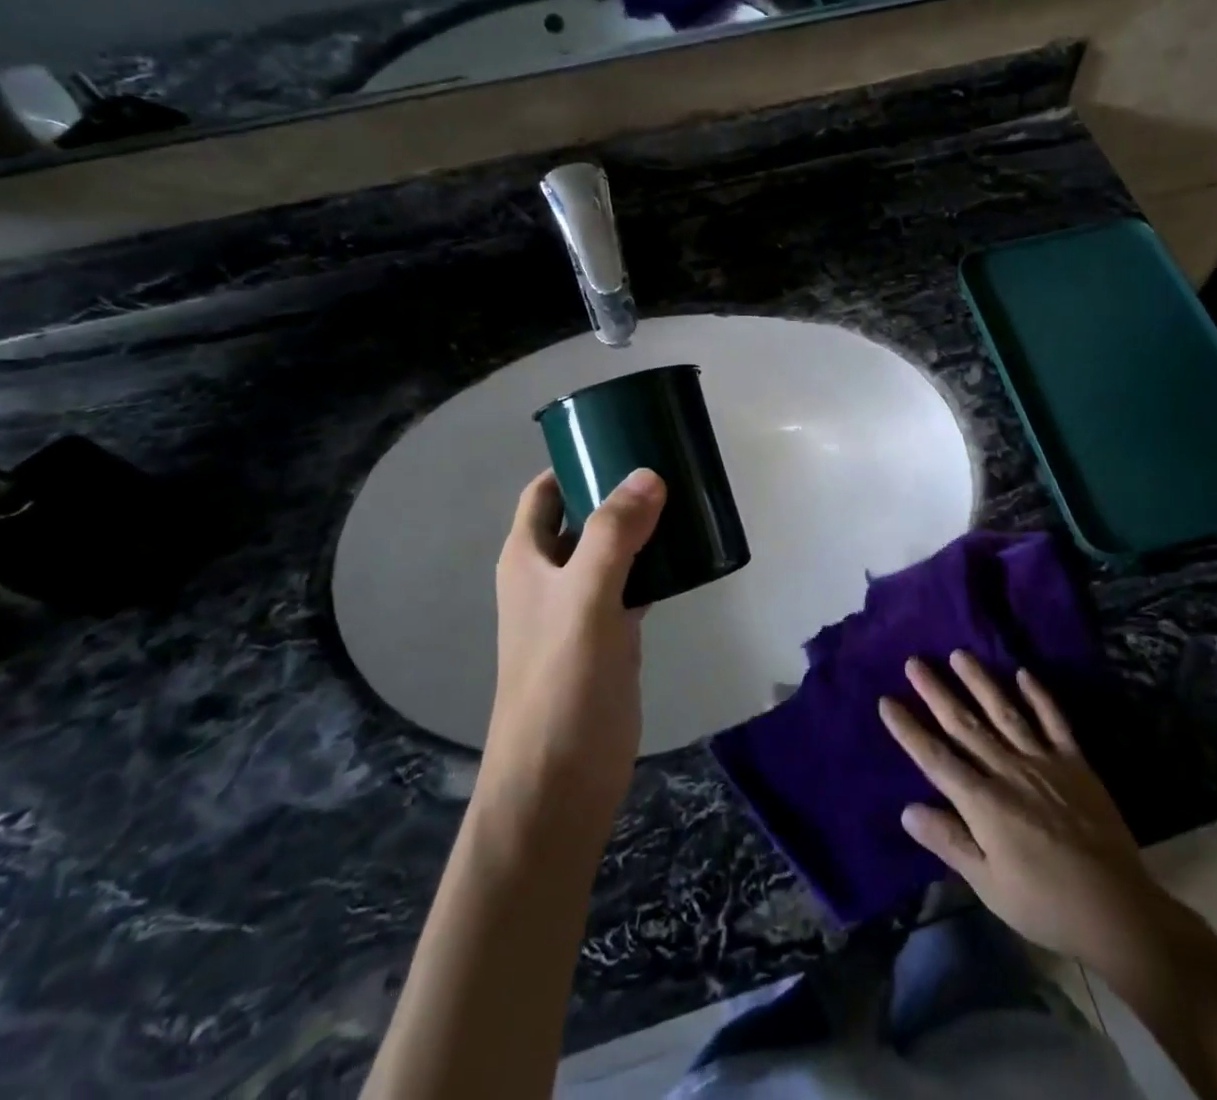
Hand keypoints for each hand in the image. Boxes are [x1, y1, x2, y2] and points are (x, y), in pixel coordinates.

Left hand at [481, 469, 664, 830]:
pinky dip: (656, 565)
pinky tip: (689, 555)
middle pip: (583, 515)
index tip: (621, 439)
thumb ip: (615, 534)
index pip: (545, 491)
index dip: (574, 462)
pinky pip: (634, 583)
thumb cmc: (560, 680)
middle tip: (668, 464)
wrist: (560, 778)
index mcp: (528, 558)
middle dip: (617, 489)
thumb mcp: (585, 597)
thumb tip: (648, 473)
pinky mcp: (610, 633)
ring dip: (641, 526)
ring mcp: (581, 605)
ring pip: (612, 549)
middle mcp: (550, 575)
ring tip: (687, 498)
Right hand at [879, 653, 1175, 989]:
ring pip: (1004, 712)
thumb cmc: (1044, 904)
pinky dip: (1039, 696)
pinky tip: (1023, 674)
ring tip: (959, 654)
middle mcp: (1008, 771)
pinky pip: (1054, 722)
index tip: (886, 701)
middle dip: (936, 692)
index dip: (909, 729)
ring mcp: (1043, 762)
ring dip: (980, 681)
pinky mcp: (1075, 763)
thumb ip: (949, 842)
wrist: (1117, 910)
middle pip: (965, 725)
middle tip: (914, 662)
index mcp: (983, 802)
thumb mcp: (988, 885)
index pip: (935, 758)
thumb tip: (908, 809)